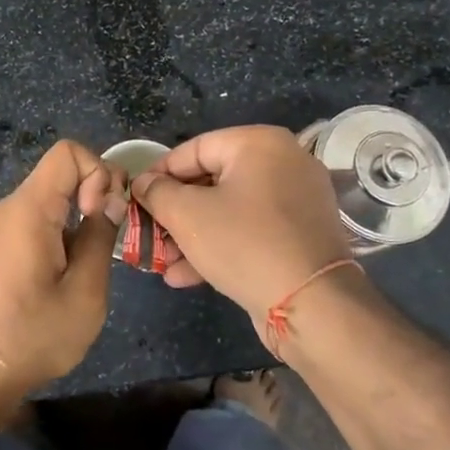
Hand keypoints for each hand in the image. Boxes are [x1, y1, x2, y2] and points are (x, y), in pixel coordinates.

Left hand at [0, 140, 123, 406]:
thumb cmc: (30, 335)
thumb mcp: (84, 293)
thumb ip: (100, 237)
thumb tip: (111, 200)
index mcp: (30, 208)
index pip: (69, 152)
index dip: (98, 173)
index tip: (101, 216)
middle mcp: (12, 207)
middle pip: (62, 171)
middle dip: (95, 193)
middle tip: (109, 239)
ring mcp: (2, 227)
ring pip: (52, 196)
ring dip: (80, 216)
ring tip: (92, 262)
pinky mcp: (0, 247)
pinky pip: (38, 219)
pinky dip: (63, 231)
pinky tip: (69, 273)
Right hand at [131, 126, 352, 322]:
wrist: (313, 306)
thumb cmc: (244, 244)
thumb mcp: (187, 215)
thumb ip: (157, 192)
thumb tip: (143, 183)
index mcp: (259, 143)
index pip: (194, 149)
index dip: (159, 174)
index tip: (136, 197)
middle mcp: (284, 162)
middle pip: (212, 180)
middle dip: (175, 212)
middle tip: (149, 233)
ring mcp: (297, 200)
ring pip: (230, 210)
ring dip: (193, 235)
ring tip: (163, 261)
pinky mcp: (301, 235)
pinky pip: (251, 231)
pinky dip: (221, 246)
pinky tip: (186, 275)